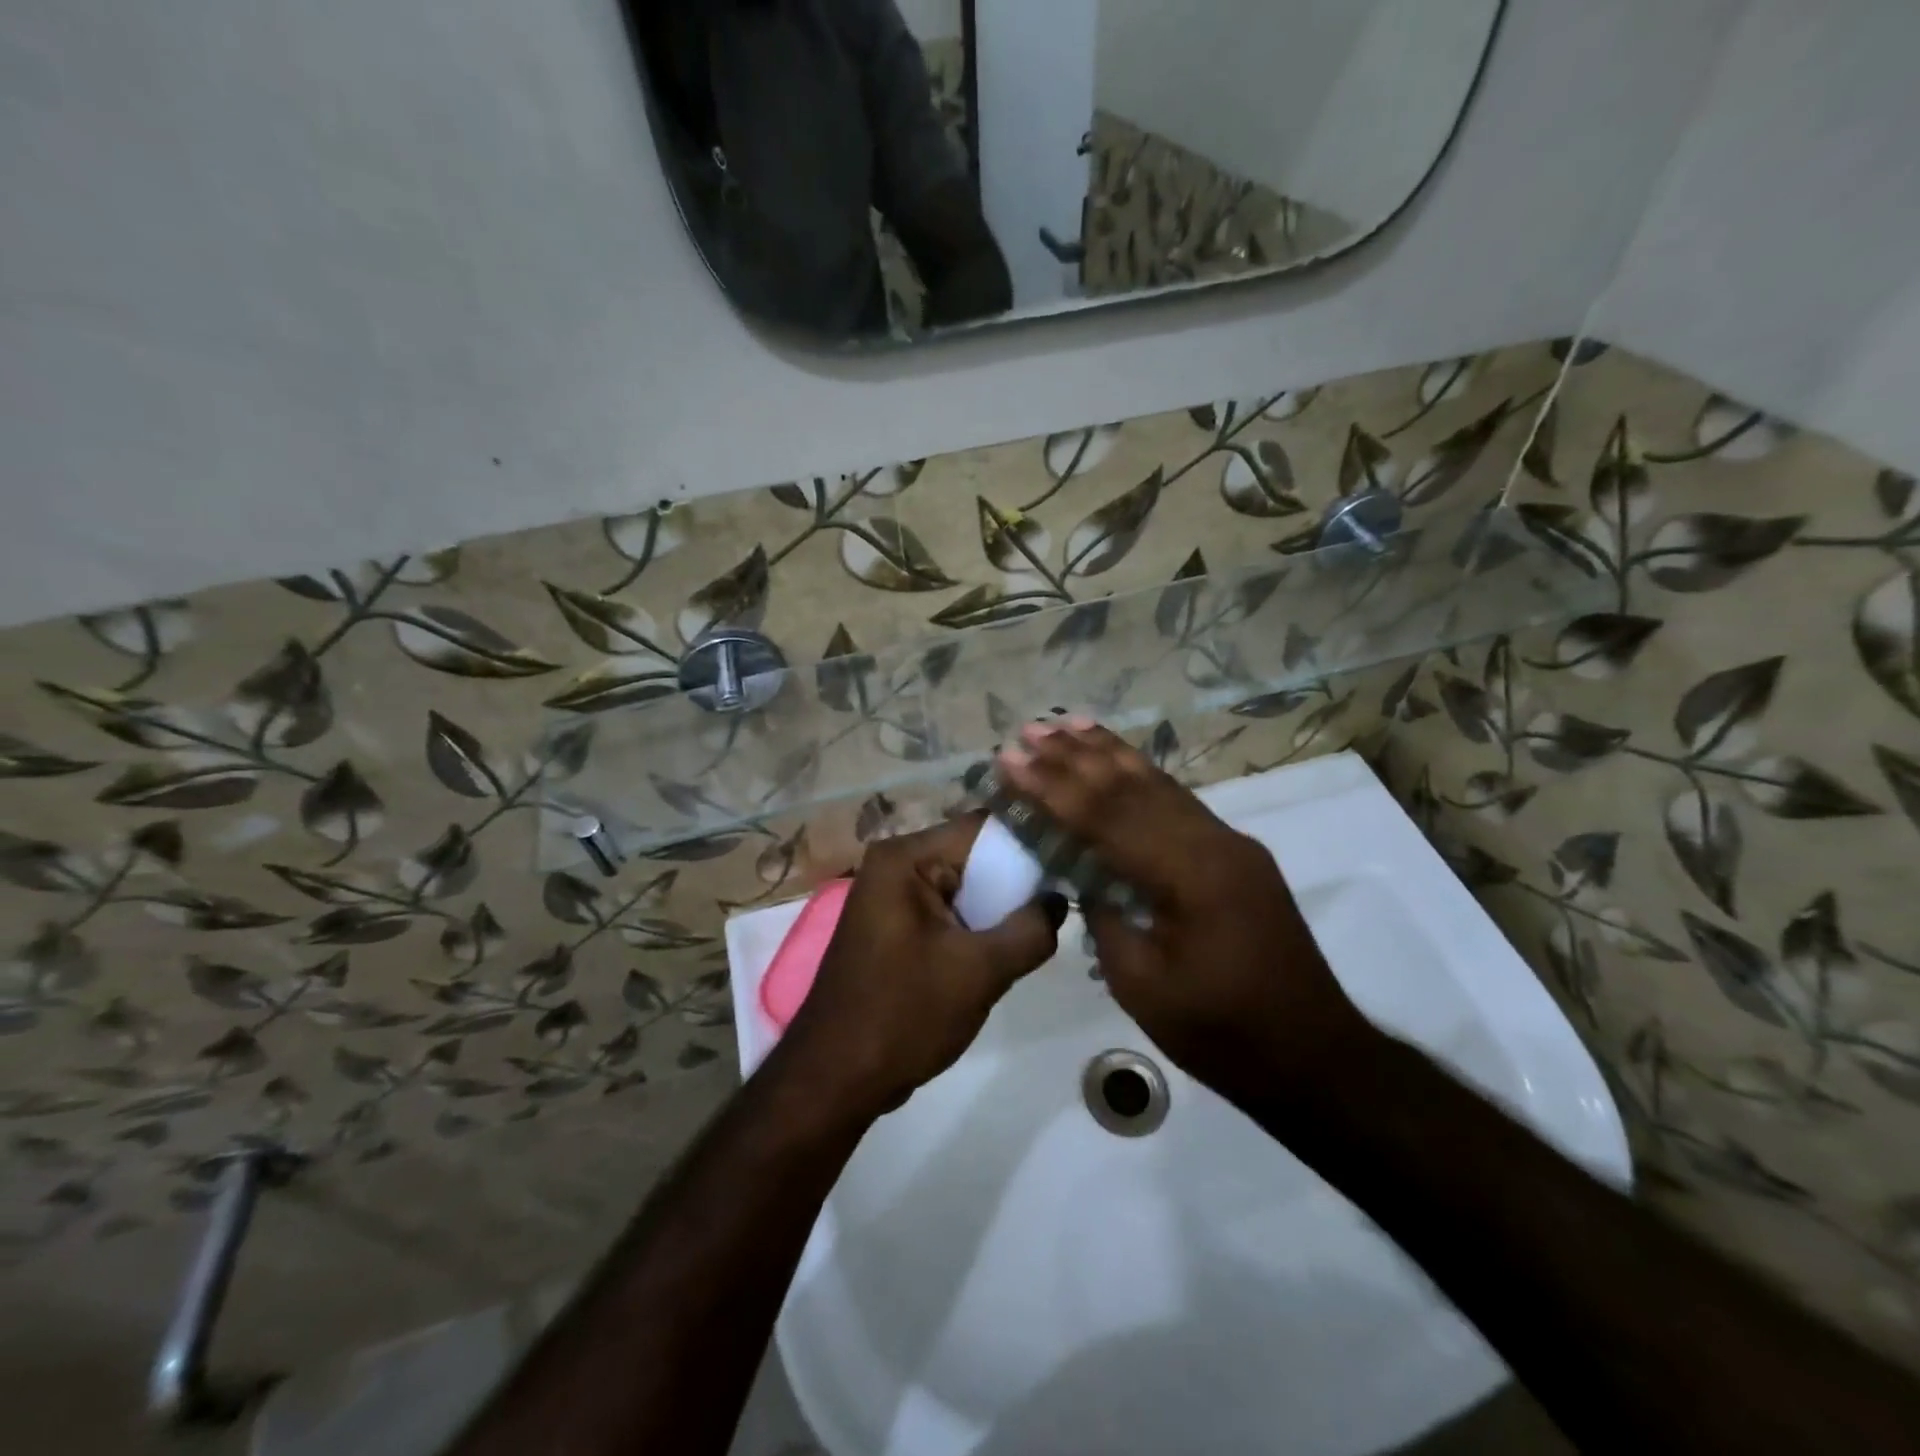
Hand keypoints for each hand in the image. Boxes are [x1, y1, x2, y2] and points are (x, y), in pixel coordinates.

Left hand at [781, 813, 1065, 1115]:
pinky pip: (948, 910)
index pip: (982, 828)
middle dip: (1017, 880)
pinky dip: (976, 925)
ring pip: (964, 885)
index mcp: (904, 857)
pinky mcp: (895, 925)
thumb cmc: (904, 1015)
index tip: (1071, 862)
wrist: (836, 1077)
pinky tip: (1006, 947)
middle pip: (974, 855)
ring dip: (999, 907)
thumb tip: (1059, 899)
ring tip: (1042, 926)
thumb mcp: (980, 971)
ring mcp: (891, 895)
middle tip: (1064, 899)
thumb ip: (1030, 930)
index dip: (1030, 842)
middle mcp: (894, 864)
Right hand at [997, 721, 1375, 1106]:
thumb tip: (1083, 874)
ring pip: (1159, 784)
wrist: (1312, 1055)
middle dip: (1074, 757)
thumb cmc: (1221, 1032)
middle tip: (1027, 730)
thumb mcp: (1142, 983)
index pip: (1107, 816)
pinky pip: (1178, 802)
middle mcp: (1213, 842)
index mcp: (1190, 874)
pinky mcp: (1235, 854)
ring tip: (1067, 724)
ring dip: (1109, 753)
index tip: (1010, 760)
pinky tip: (1121, 763)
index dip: (1052, 787)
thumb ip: (1106, 916)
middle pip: (1132, 788)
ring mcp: (1230, 843)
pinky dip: (1142, 776)